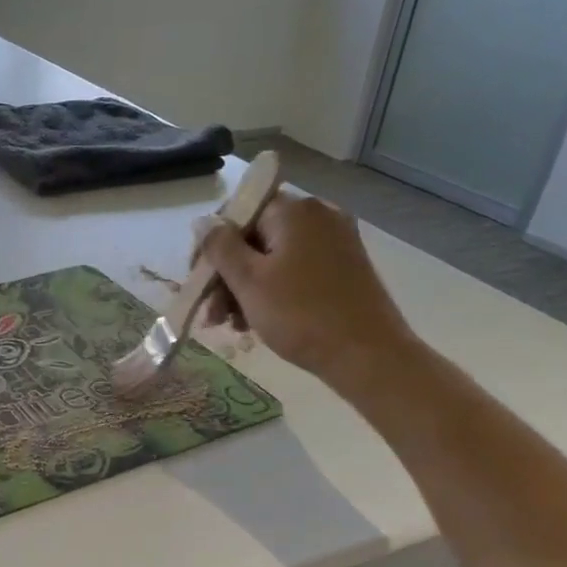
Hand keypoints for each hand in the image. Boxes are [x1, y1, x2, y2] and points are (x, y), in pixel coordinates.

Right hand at [198, 193, 420, 397]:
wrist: (367, 355)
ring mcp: (336, 241)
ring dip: (246, 288)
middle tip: (213, 314)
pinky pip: (295, 270)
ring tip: (233, 326)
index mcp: (294, 211)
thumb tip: (203, 221)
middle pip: (255, 237)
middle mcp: (318, 216)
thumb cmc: (300, 314)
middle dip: (227, 275)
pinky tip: (258, 322)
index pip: (238, 213)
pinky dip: (273, 291)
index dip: (212, 246)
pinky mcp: (345, 267)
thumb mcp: (248, 281)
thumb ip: (220, 247)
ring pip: (274, 257)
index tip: (199, 280)